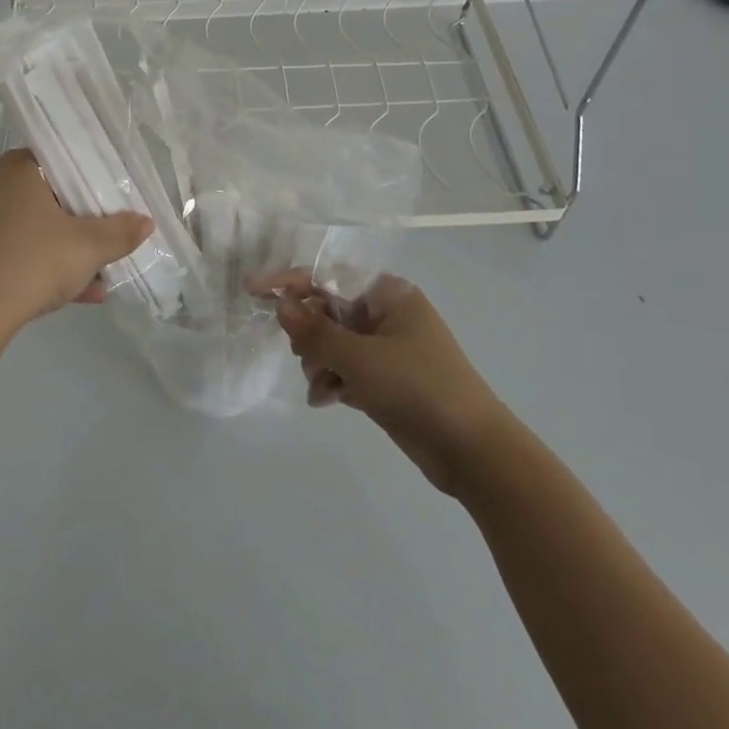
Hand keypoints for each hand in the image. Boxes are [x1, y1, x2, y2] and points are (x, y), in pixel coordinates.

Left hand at [0, 149, 152, 339]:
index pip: (63, 158)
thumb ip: (120, 232)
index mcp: (19, 168)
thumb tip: (147, 222)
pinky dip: (48, 265)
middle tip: (112, 234)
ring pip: (38, 227)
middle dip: (86, 220)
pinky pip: (20, 250)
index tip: (117, 194)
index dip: (94, 175)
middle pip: (52, 195)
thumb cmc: (30, 262)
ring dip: (71, 249)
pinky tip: (83, 294)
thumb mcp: (87, 248)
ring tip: (104, 275)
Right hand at [257, 272, 509, 496]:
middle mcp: (386, 314)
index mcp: (388, 294)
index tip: (252, 289)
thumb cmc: (419, 389)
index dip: (289, 281)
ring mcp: (387, 347)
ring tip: (322, 386)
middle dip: (309, 334)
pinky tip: (326, 400)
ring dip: (319, 362)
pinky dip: (333, 380)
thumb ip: (315, 332)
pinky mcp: (386, 379)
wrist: (475, 453)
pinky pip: (346, 368)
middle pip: (327, 309)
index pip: (328, 275)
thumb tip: (280, 305)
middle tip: (303, 355)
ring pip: (333, 342)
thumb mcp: (360, 359)